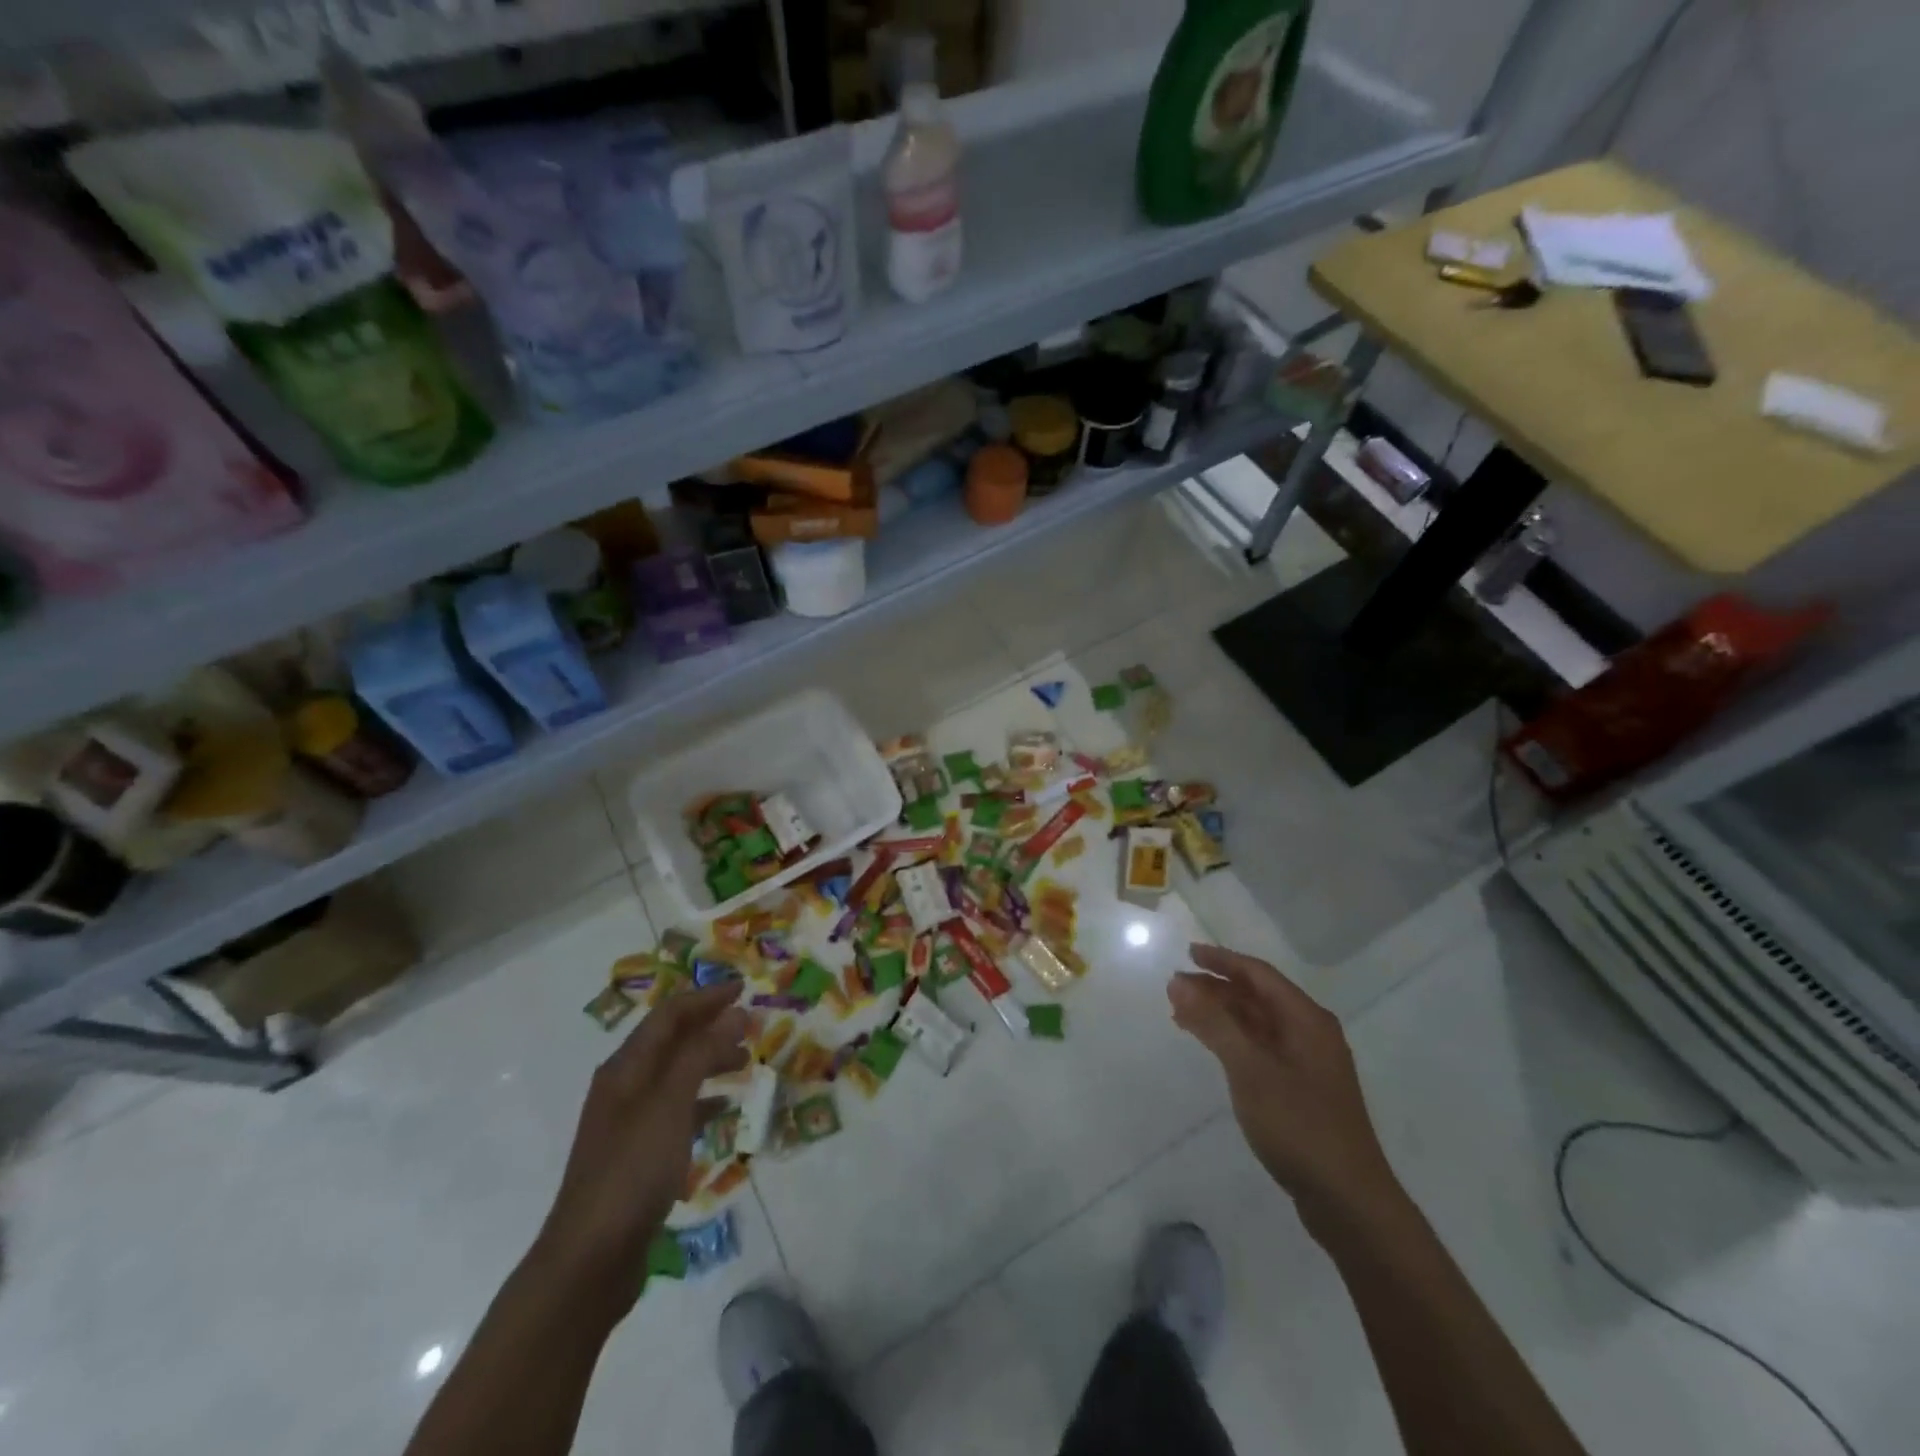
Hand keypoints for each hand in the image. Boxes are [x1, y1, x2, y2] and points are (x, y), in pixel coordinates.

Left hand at [533, 982, 749, 1311]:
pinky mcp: (638, 1156)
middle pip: (671, 1042)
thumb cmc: (631, 1171)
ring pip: (676, 1075)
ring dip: (709, 1061)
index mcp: (625, 1069)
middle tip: (753, 1026)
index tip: (744, 988)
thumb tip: (734, 1012)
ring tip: (745, 1063)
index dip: (706, 998)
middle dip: (711, 1027)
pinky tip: (724, 1110)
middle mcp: (624, 1088)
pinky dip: (702, 1100)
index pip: (669, 1016)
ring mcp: (629, 1123)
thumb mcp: (670, 1104)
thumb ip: (701, 1054)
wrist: (589, 1262)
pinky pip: (676, 1110)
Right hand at [1169, 945, 1399, 1222]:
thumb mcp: (1250, 1069)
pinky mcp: (1300, 1090)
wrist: (1348, 1201)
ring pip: (1257, 1024)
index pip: (1259, 975)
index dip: (1222, 961)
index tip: (1187, 953)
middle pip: (1257, 997)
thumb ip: (1214, 1023)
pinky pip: (1259, 1048)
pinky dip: (1231, 1040)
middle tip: (1175, 988)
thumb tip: (1178, 981)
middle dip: (1216, 989)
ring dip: (1220, 1015)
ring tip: (1181, 1016)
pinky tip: (1211, 1047)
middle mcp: (1310, 1033)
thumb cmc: (1299, 1126)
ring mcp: (1307, 1063)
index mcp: (1307, 1020)